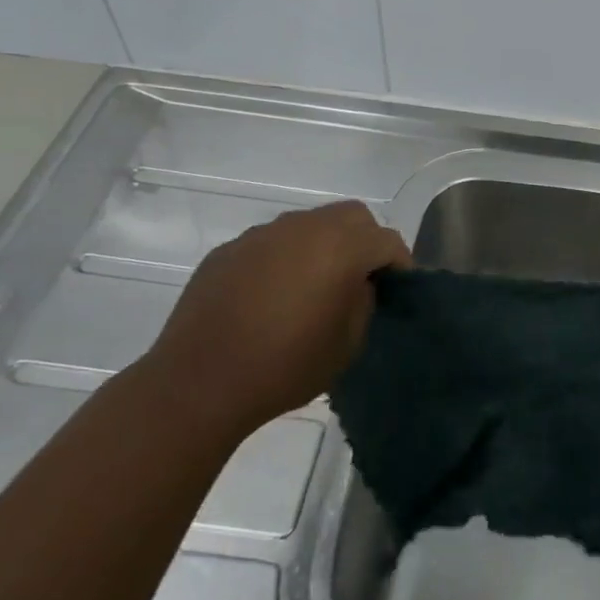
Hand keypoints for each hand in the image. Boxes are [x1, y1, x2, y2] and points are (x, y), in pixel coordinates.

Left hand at [146, 200, 409, 434]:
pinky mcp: (230, 249)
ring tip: (314, 286)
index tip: (397, 289)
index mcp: (341, 248)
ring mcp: (263, 234)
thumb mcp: (347, 344)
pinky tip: (272, 295)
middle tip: (361, 278)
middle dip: (366, 240)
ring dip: (324, 245)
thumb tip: (360, 283)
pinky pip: (272, 242)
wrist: (199, 383)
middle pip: (352, 215)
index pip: (387, 240)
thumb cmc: (285, 366)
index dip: (400, 263)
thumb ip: (364, 302)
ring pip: (310, 223)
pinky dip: (285, 257)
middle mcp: (304, 228)